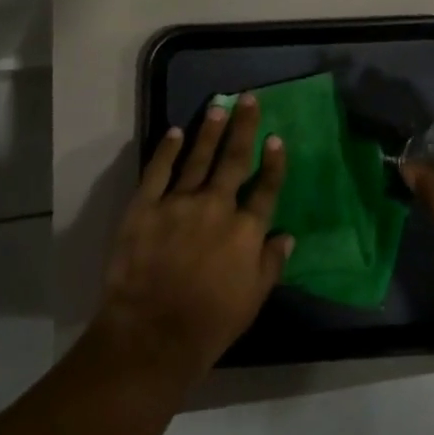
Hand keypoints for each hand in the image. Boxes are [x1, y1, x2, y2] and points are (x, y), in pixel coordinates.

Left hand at [91, 95, 291, 385]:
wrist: (152, 336)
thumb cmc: (209, 324)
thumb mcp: (253, 300)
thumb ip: (271, 264)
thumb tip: (288, 236)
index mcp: (245, 230)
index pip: (265, 189)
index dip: (273, 163)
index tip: (277, 138)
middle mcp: (216, 206)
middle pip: (234, 160)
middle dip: (243, 127)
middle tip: (248, 99)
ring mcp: (179, 203)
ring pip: (198, 158)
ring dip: (209, 131)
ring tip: (218, 106)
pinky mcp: (145, 206)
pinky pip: (158, 171)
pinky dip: (166, 150)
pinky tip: (174, 132)